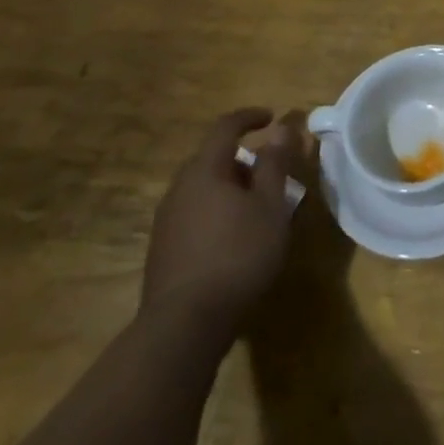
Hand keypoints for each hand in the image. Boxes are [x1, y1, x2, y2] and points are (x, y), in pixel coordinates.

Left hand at [141, 109, 296, 349]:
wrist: (183, 327)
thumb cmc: (237, 255)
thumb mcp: (270, 205)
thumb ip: (275, 164)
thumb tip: (281, 129)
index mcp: (204, 171)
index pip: (225, 127)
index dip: (250, 117)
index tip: (272, 117)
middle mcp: (179, 189)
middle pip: (212, 159)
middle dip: (243, 159)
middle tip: (271, 173)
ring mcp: (166, 222)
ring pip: (202, 189)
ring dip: (230, 188)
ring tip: (257, 208)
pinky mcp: (163, 251)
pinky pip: (194, 214)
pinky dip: (217, 212)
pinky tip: (234, 239)